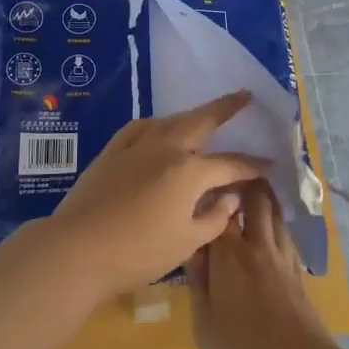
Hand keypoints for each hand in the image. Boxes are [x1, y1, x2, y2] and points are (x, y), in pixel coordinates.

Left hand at [46, 92, 273, 297]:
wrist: (78, 249)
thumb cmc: (138, 253)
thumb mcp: (186, 243)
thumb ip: (214, 218)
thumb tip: (230, 197)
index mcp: (189, 172)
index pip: (230, 164)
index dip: (252, 165)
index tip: (270, 162)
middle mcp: (166, 148)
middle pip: (202, 121)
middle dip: (226, 107)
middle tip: (244, 95)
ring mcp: (136, 146)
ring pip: (171, 120)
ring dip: (192, 115)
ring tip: (205, 114)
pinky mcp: (112, 151)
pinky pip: (140, 127)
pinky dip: (156, 124)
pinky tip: (159, 127)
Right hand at [187, 180, 337, 348]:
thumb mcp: (204, 324)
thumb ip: (198, 283)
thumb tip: (192, 252)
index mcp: (229, 256)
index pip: (217, 212)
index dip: (210, 193)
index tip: (201, 179)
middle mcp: (257, 247)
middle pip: (255, 203)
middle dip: (245, 182)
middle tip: (233, 168)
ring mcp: (282, 259)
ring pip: (274, 215)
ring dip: (265, 197)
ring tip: (255, 184)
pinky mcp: (298, 274)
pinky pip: (285, 235)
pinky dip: (277, 221)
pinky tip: (274, 225)